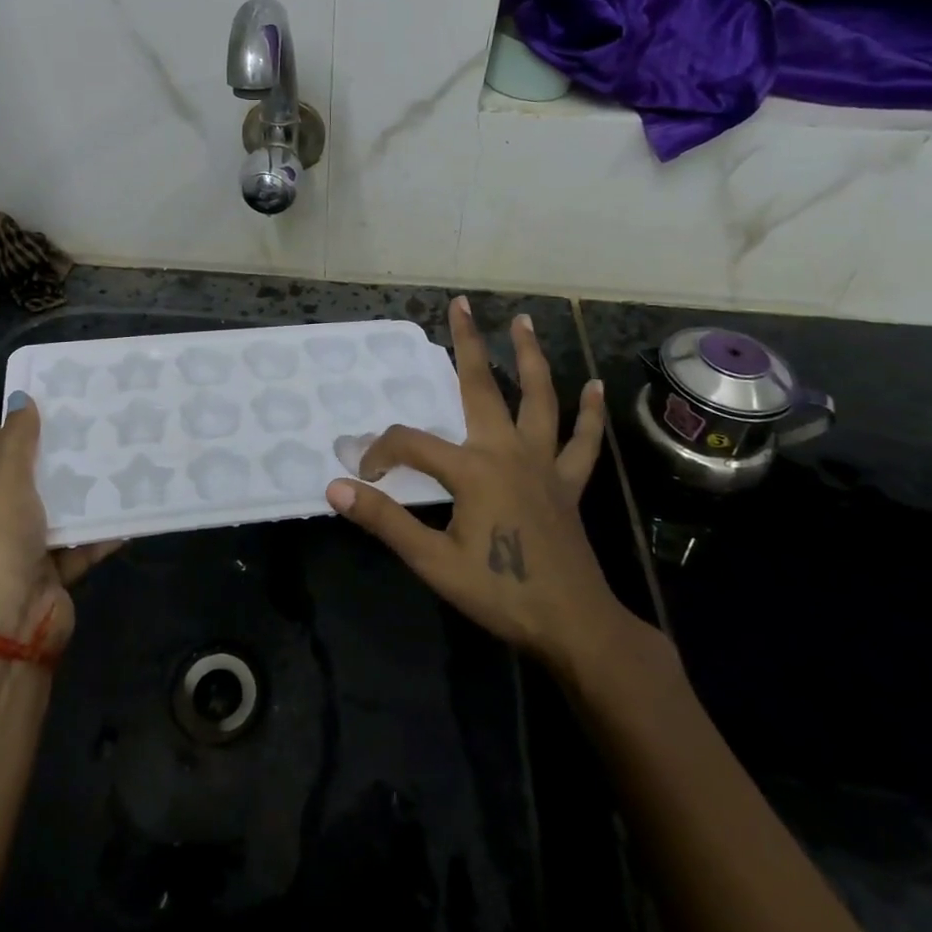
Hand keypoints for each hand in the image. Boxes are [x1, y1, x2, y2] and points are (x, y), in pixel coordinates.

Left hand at [0, 394, 118, 652]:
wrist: (11, 631)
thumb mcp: (4, 485)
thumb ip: (16, 441)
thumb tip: (22, 398)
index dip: (13, 429)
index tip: (51, 410)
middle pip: (22, 480)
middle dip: (55, 457)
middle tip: (90, 428)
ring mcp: (19, 551)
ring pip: (54, 510)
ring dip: (82, 491)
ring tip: (115, 458)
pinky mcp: (50, 572)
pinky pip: (78, 543)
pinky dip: (99, 529)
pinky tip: (128, 507)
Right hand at [324, 297, 638, 665]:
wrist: (574, 627)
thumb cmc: (501, 593)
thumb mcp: (433, 561)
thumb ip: (385, 520)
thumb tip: (335, 487)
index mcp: (473, 469)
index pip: (411, 444)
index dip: (381, 454)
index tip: (364, 476)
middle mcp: (509, 452)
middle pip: (482, 387)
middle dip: (468, 343)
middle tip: (461, 304)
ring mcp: (544, 464)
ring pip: (539, 399)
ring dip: (530, 358)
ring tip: (523, 322)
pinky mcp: (568, 483)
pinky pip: (582, 442)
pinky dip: (589, 414)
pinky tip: (596, 386)